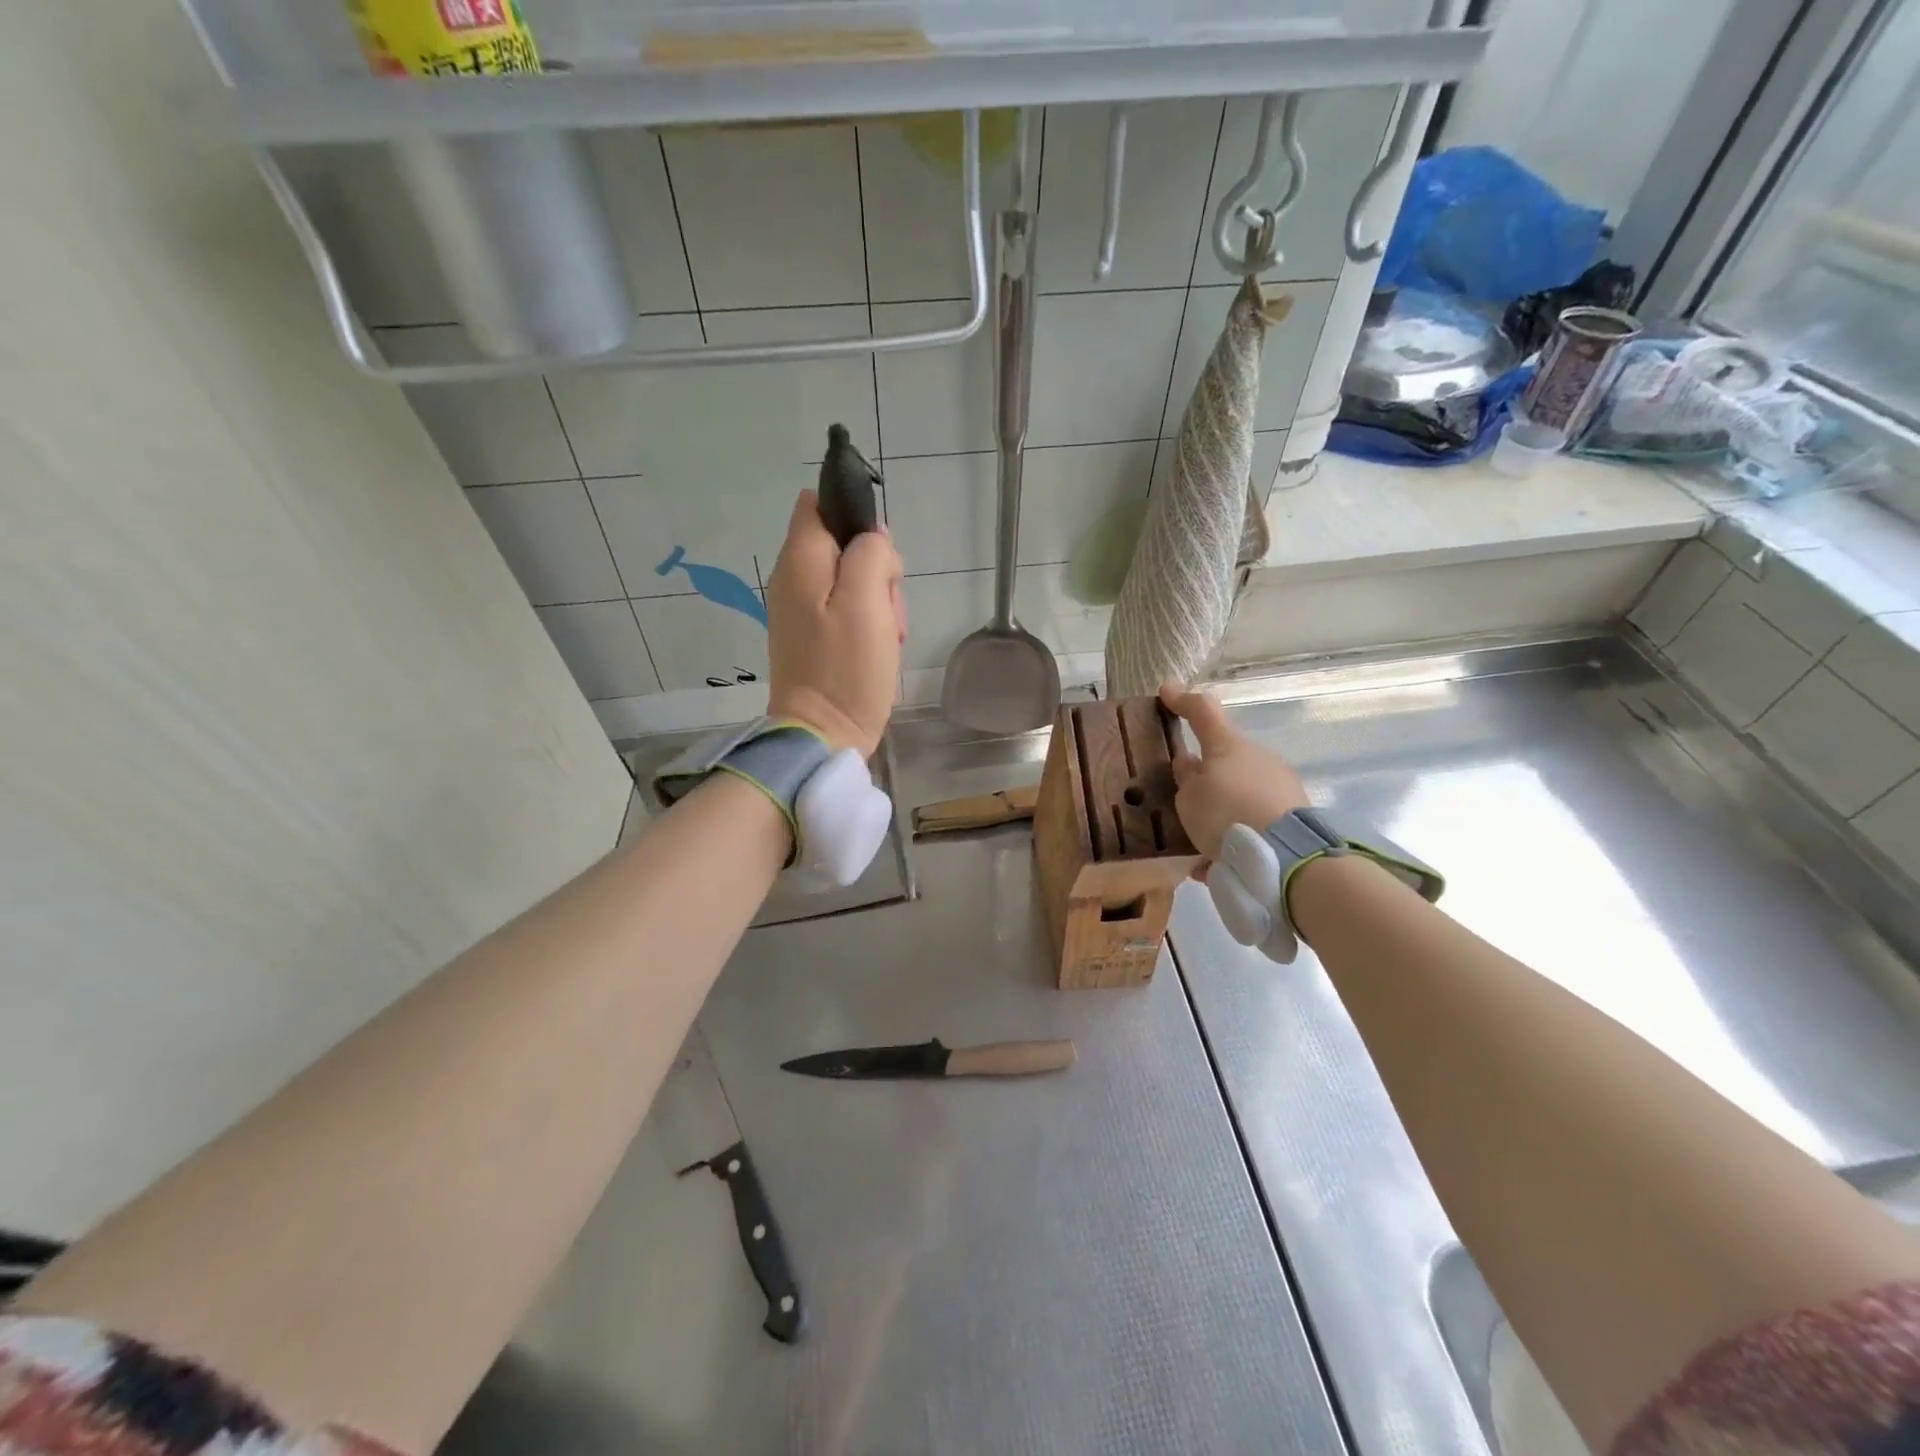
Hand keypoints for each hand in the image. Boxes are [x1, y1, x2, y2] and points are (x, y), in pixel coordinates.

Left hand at [767, 491, 905, 756]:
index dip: (854, 517)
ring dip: (876, 600)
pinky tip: (876, 648)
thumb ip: (871, 554)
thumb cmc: (846, 668)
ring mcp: (801, 609)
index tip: (878, 555)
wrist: (823, 735)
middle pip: (843, 546)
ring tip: (884, 635)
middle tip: (885, 606)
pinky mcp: (812, 636)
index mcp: (800, 560)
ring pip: (851, 580)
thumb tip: (873, 539)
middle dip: (875, 568)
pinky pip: (846, 611)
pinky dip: (867, 623)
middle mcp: (793, 578)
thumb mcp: (867, 601)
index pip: (819, 504)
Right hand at [1160, 685, 1308, 861]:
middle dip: (1206, 775)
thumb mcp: (1188, 799)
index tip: (1167, 691)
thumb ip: (1186, 778)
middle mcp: (1257, 757)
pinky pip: (1255, 818)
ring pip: (1240, 791)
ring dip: (1222, 810)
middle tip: (1185, 800)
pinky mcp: (1294, 813)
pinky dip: (1238, 835)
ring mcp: (1280, 783)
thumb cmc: (1226, 815)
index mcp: (1227, 745)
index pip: (1203, 711)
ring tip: (1202, 843)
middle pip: (1224, 758)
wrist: (1286, 857)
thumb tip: (1188, 762)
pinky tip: (1222, 863)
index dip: (1182, 700)